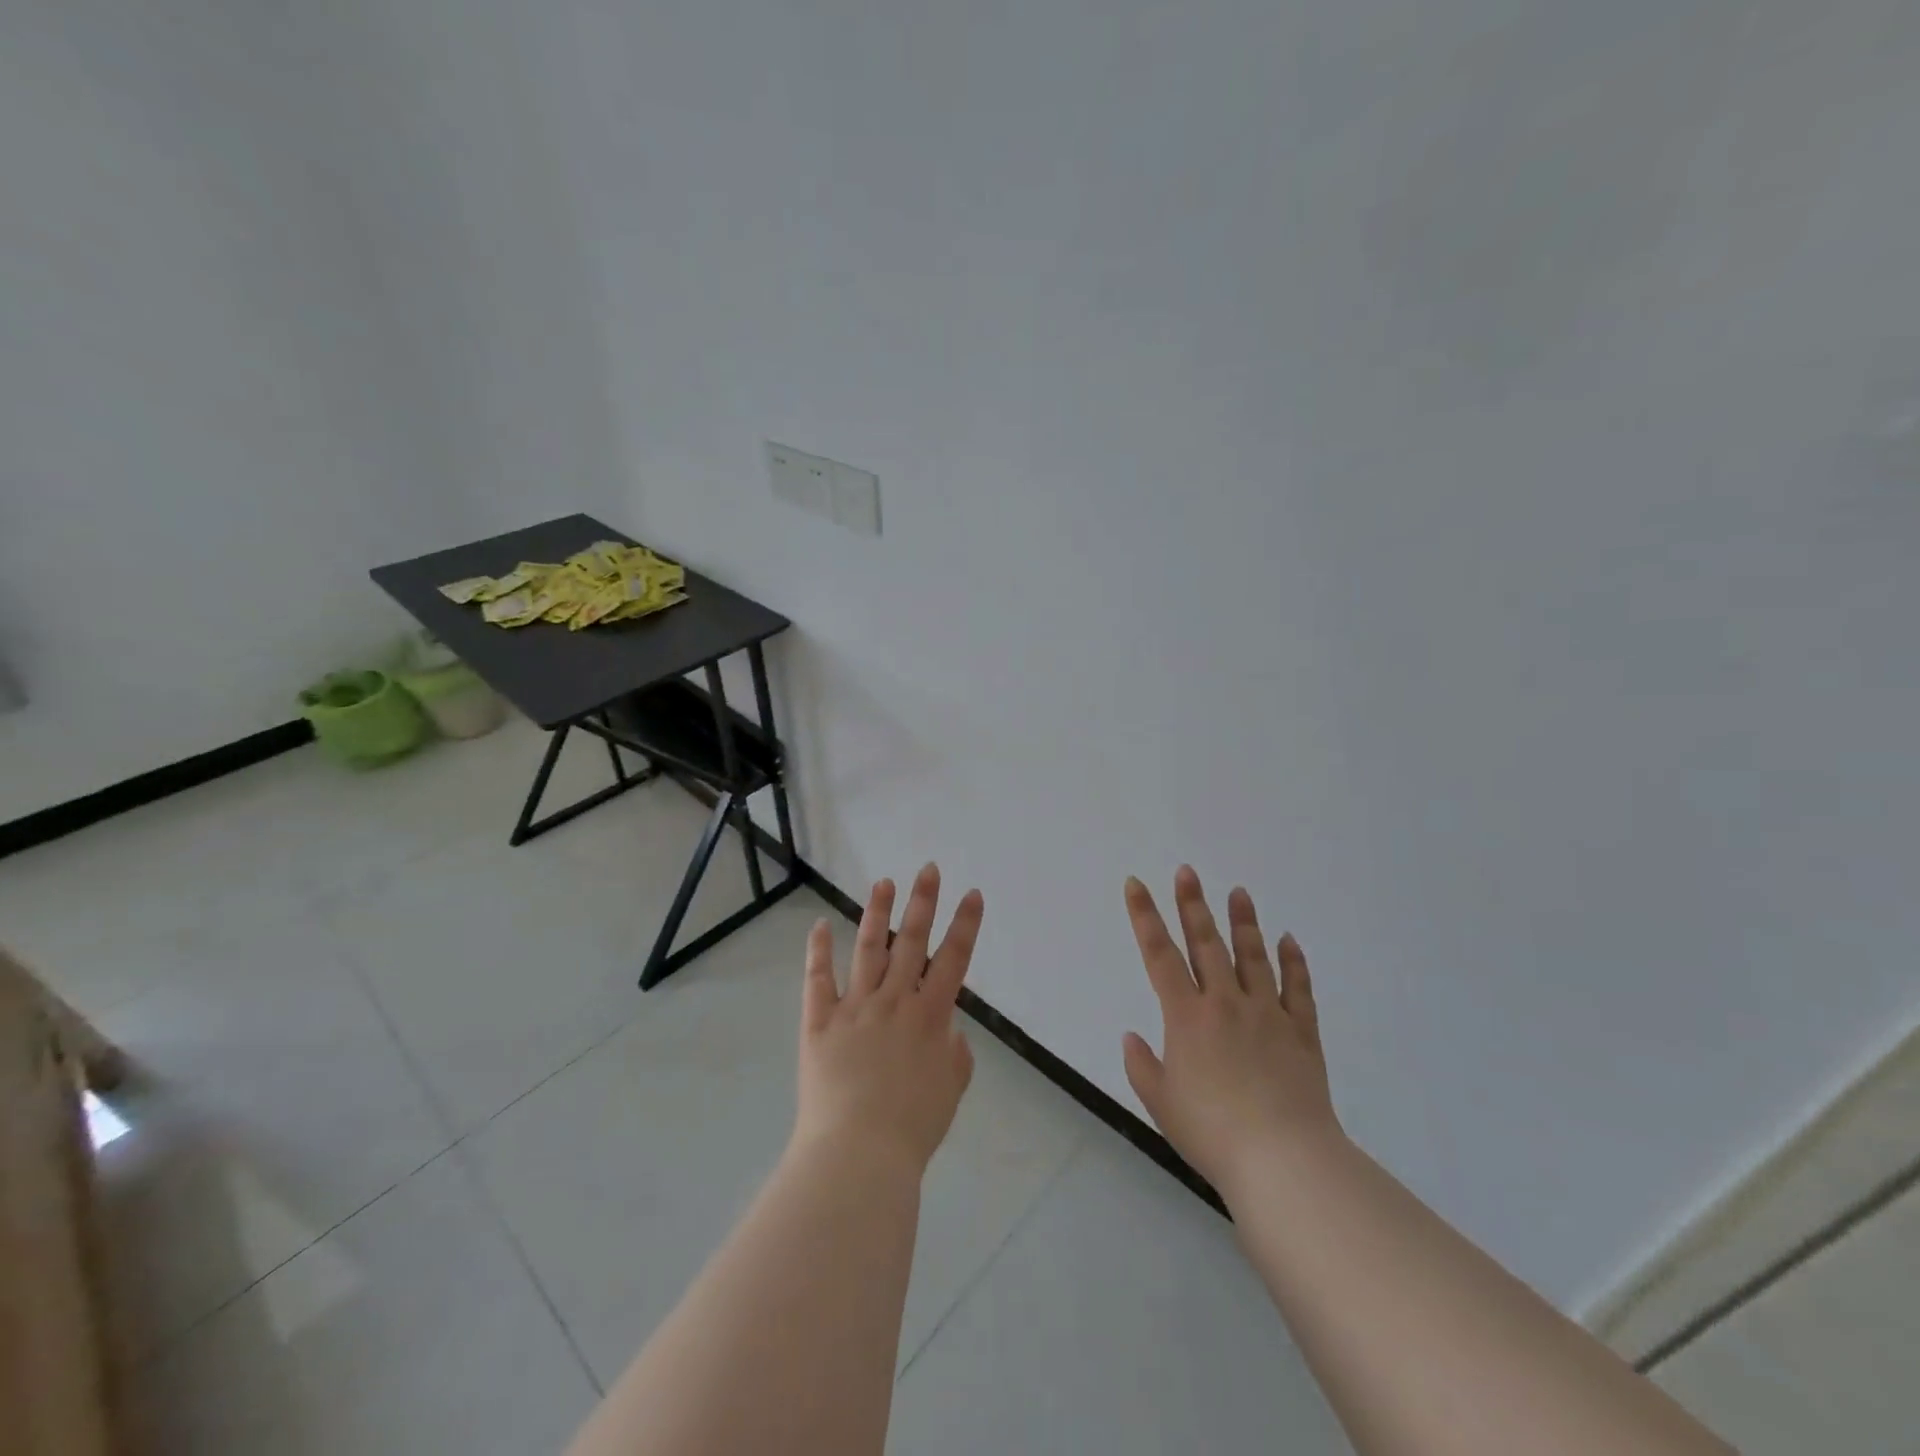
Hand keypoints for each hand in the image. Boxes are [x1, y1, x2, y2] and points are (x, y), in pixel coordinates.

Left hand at [794, 863, 985, 1175]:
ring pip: (867, 949)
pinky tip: (819, 925)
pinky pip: (817, 980)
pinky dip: (817, 951)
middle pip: (911, 942)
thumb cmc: (913, 1127)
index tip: (972, 894)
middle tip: (927, 869)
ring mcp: (854, 1007)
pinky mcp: (819, 1021)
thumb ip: (954, 1054)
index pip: (954, 959)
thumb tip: (947, 1030)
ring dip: (876, 914)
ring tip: (884, 883)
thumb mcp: (950, 1090)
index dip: (965, 925)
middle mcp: (894, 1001)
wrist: (858, 1153)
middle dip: (922, 902)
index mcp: (930, 1016)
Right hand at [1121, 867, 1339, 1201]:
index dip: (1144, 916)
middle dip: (1192, 904)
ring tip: (1239, 892)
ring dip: (1244, 922)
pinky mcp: (1300, 1032)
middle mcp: (1224, 1003)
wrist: (1283, 1160)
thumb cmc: (1212, 1132)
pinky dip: (1293, 962)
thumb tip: (1132, 1036)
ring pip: (1252, 956)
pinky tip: (1289, 940)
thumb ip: (1142, 1065)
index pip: (1159, 954)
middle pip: (1206, 943)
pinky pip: (1297, 988)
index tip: (1136, 884)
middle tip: (1188, 871)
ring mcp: (1266, 1013)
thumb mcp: (1161, 1103)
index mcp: (1186, 1016)